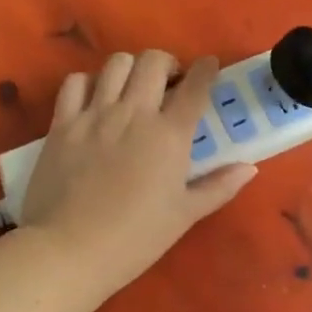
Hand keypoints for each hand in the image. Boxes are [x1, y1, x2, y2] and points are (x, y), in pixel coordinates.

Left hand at [18, 51, 255, 294]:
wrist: (69, 250)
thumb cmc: (135, 239)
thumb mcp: (184, 216)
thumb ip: (219, 187)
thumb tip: (249, 167)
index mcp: (169, 135)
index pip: (195, 86)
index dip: (206, 69)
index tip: (209, 66)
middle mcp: (134, 114)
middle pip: (154, 61)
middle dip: (168, 63)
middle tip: (169, 84)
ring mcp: (94, 115)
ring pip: (116, 63)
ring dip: (131, 68)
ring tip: (132, 88)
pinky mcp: (62, 123)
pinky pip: (75, 83)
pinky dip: (88, 82)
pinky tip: (94, 99)